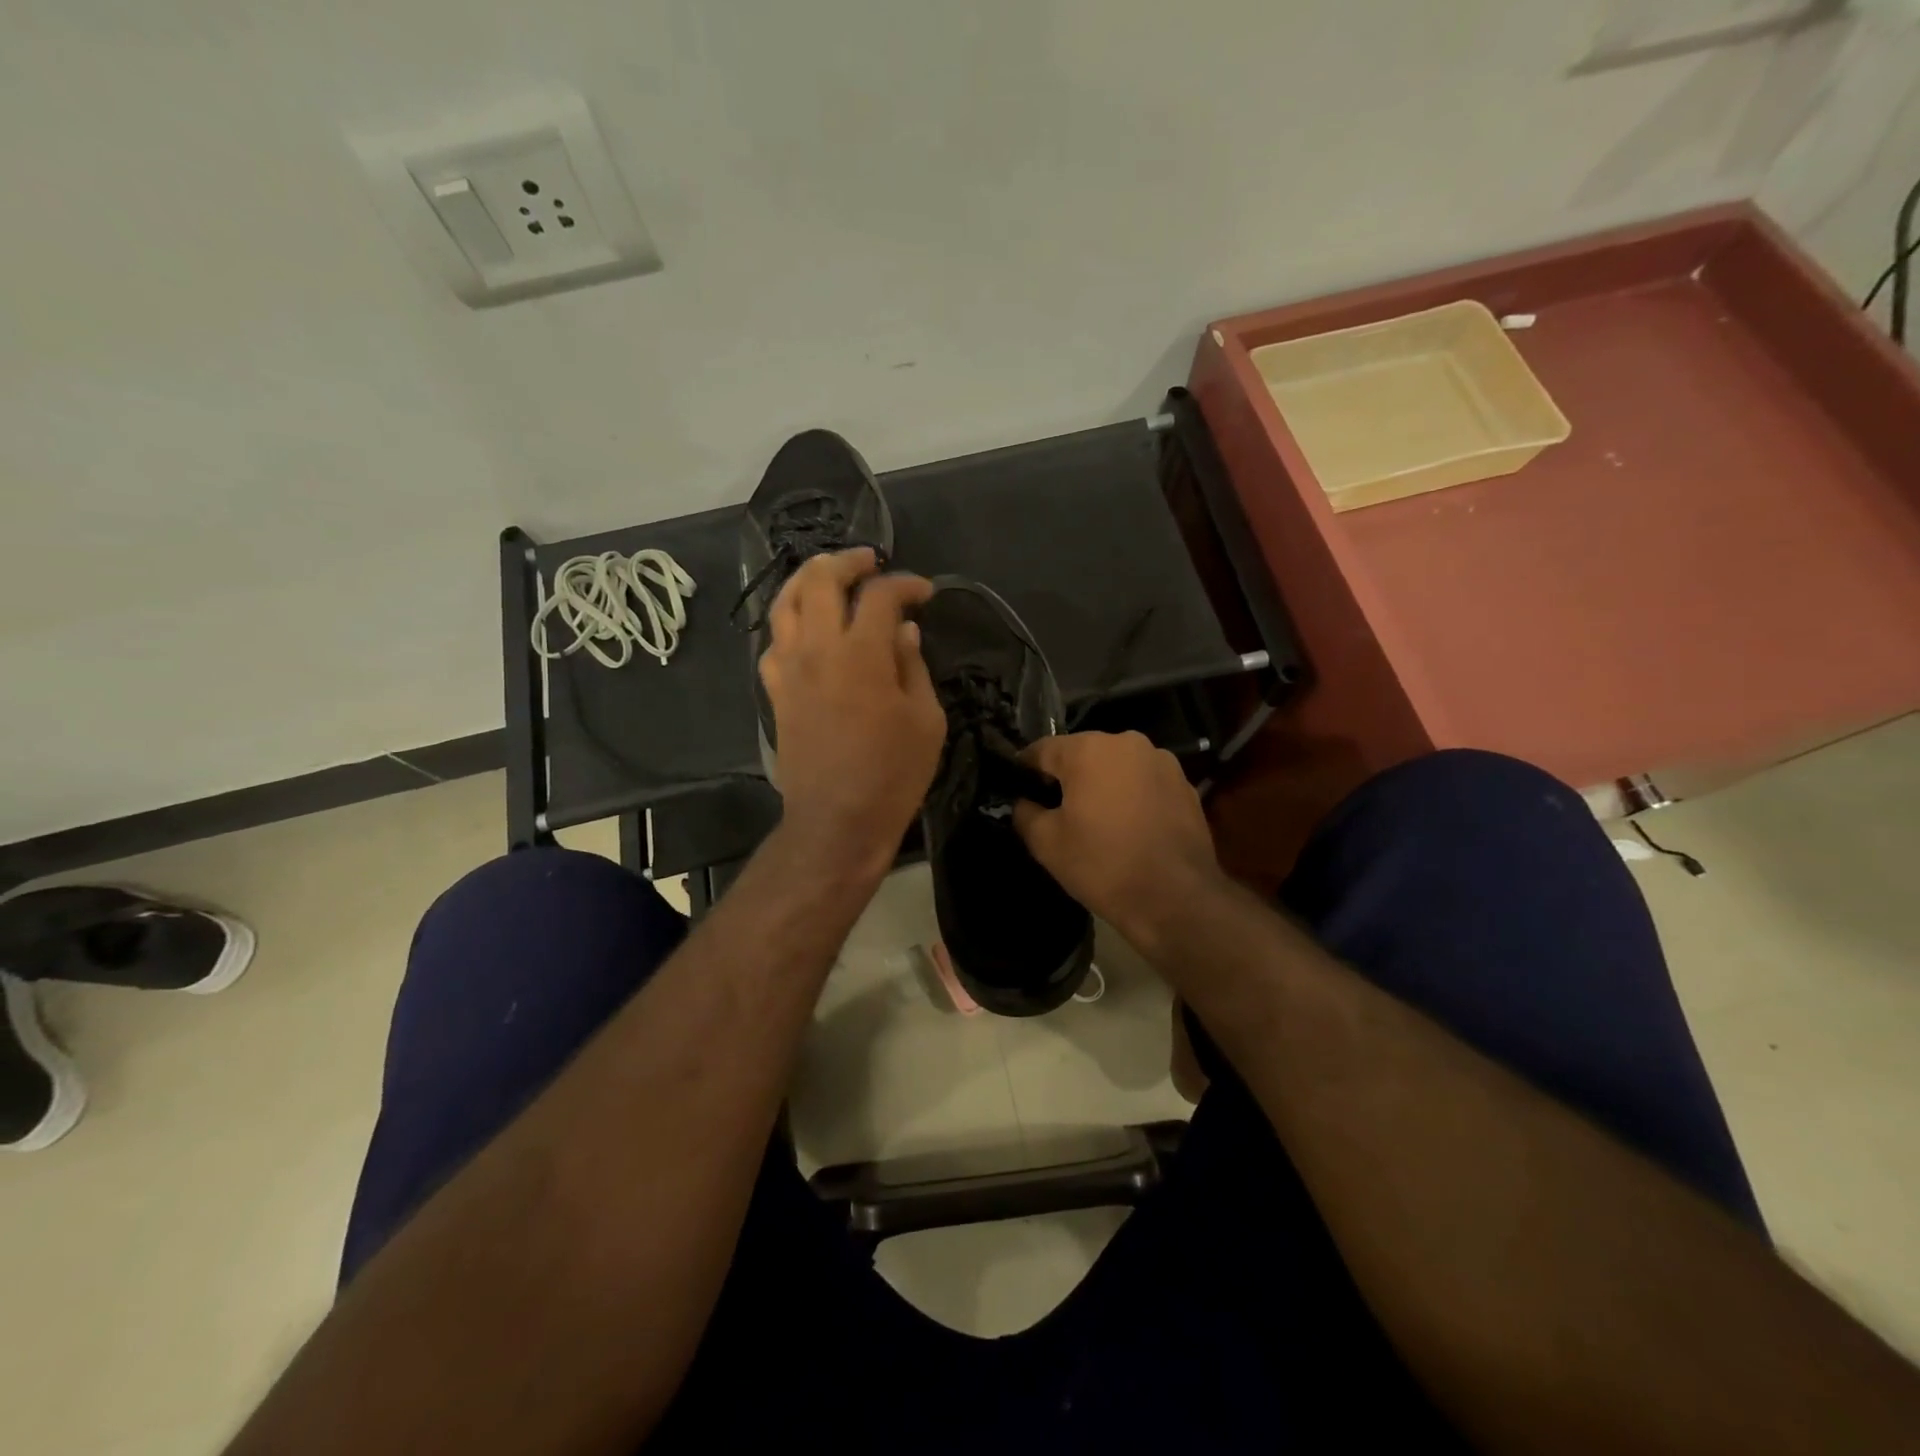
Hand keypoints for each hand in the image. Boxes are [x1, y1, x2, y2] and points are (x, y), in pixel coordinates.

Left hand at [759, 549, 945, 879]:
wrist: (836, 820)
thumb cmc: (892, 774)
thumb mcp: (925, 720)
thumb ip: (913, 667)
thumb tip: (905, 632)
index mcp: (861, 653)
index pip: (880, 595)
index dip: (905, 584)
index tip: (925, 592)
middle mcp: (817, 648)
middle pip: (819, 579)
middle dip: (847, 561)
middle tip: (870, 563)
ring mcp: (789, 668)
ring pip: (785, 602)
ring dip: (809, 581)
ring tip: (831, 579)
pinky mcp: (775, 690)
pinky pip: (773, 640)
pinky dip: (790, 622)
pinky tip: (807, 629)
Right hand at [1013, 731, 1221, 946]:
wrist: (1177, 899)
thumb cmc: (1103, 864)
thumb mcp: (1046, 843)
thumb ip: (1025, 812)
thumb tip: (1024, 802)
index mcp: (1089, 749)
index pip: (1042, 750)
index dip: (1025, 771)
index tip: (1018, 792)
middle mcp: (1127, 742)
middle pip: (1083, 754)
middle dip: (1067, 778)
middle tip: (1057, 812)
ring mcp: (1162, 762)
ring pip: (1116, 768)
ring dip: (1102, 786)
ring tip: (1097, 822)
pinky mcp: (1185, 785)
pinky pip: (1144, 783)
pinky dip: (1131, 797)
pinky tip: (1129, 828)